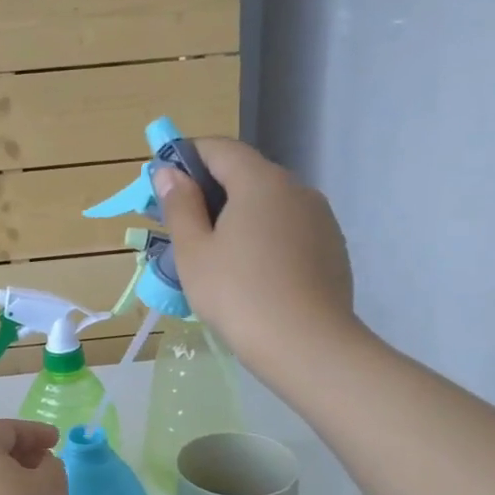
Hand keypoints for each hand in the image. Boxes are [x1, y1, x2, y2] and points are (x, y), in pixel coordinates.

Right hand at [155, 138, 360, 375]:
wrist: (308, 346)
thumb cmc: (238, 295)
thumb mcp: (194, 252)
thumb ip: (180, 206)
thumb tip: (171, 172)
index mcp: (260, 181)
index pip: (219, 148)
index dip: (186, 157)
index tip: (162, 183)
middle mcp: (296, 189)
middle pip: (245, 174)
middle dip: (209, 191)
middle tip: (180, 225)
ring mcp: (319, 218)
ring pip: (268, 204)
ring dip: (237, 216)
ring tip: (214, 256)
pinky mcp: (332, 247)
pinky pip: (288, 230)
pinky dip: (263, 237)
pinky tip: (250, 274)